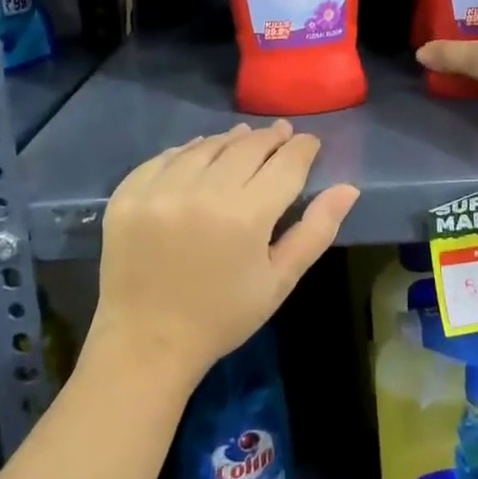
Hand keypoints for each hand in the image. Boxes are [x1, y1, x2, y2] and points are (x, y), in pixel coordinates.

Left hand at [89, 121, 359, 389]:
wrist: (146, 345)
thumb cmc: (223, 316)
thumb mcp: (279, 281)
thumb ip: (316, 230)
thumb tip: (349, 188)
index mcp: (246, 216)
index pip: (285, 163)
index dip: (302, 148)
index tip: (309, 142)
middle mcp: (202, 192)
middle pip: (246, 146)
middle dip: (270, 137)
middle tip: (282, 133)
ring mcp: (160, 191)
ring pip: (206, 146)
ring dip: (230, 139)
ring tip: (244, 137)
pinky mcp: (128, 195)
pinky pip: (164, 158)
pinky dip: (187, 151)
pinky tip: (199, 153)